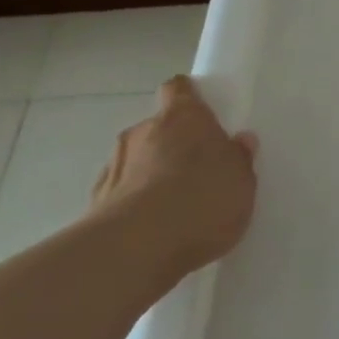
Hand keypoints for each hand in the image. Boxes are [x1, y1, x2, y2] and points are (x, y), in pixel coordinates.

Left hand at [90, 75, 258, 272]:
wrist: (136, 249)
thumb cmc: (201, 200)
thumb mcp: (241, 182)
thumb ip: (239, 159)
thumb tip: (240, 141)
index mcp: (183, 117)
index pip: (179, 89)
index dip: (188, 97)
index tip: (200, 111)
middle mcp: (143, 131)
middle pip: (158, 127)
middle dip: (174, 143)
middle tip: (197, 170)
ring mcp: (115, 165)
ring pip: (137, 160)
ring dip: (152, 174)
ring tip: (174, 206)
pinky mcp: (96, 202)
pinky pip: (123, 193)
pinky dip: (134, 202)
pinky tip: (151, 228)